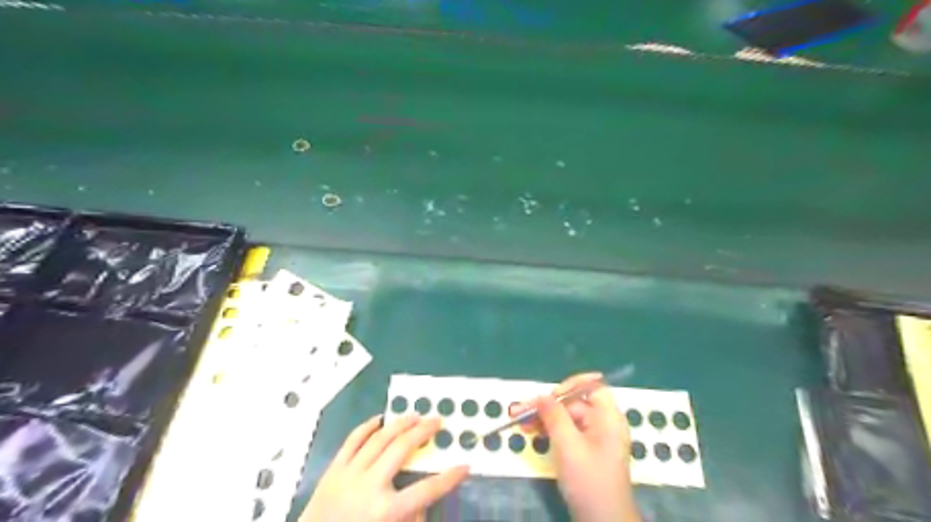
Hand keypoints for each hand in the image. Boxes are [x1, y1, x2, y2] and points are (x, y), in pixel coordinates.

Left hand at [303, 416, 469, 520]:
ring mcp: (349, 474)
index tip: (464, 465)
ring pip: (379, 439)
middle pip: (402, 450)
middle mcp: (369, 486)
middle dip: (423, 432)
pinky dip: (368, 427)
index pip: (425, 491)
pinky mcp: (334, 469)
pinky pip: (353, 440)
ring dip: (400, 424)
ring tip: (416, 415)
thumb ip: (410, 519)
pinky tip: (380, 419)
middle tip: (438, 421)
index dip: (448, 478)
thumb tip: (422, 502)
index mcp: (385, 511)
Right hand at [516, 374, 640, 521]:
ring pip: (567, 418)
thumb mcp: (568, 444)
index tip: (550, 396)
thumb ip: (554, 415)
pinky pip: (567, 432)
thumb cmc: (588, 479)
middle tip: (520, 412)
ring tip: (520, 423)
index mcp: (608, 417)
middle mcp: (603, 423)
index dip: (571, 385)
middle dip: (548, 406)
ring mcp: (595, 438)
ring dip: (544, 418)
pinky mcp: (586, 451)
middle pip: (574, 403)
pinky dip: (550, 431)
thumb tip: (541, 395)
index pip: (592, 387)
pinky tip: (532, 433)